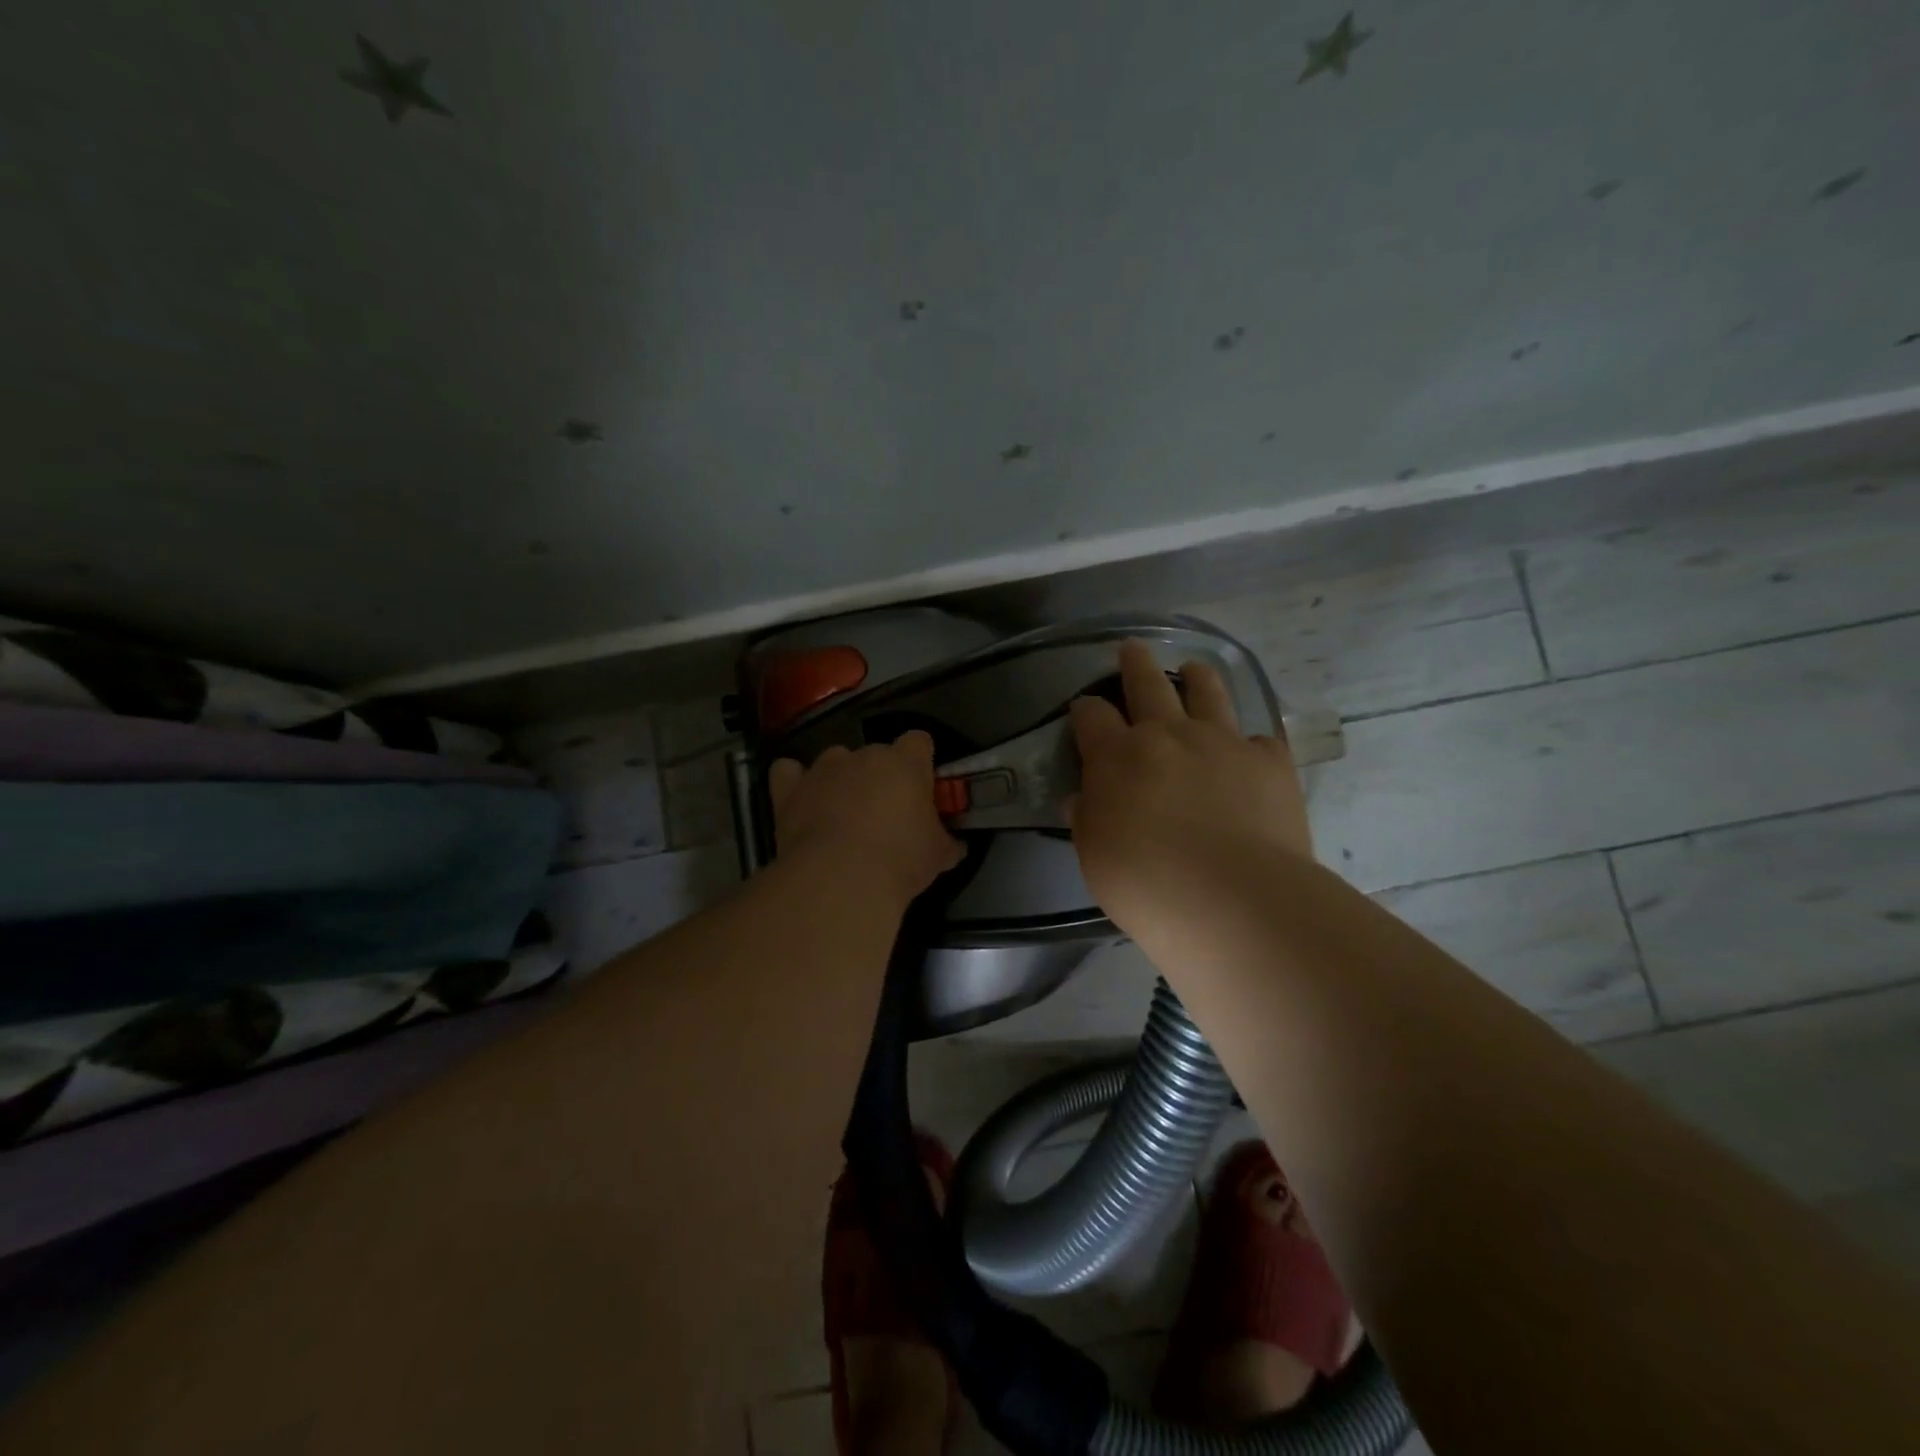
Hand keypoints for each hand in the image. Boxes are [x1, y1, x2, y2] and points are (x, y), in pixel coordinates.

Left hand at [769, 731, 963, 904]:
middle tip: (886, 811)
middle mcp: (864, 755)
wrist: (841, 879)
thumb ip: (947, 843)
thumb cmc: (900, 860)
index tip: (922, 786)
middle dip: (881, 775)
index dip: (921, 761)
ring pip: (835, 759)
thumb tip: (957, 846)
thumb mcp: (938, 856)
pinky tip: (800, 798)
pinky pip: (788, 772)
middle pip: (876, 753)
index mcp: (905, 762)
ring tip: (842, 811)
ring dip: (841, 778)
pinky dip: (794, 781)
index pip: (919, 741)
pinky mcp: (790, 788)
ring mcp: (824, 769)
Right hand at [1069, 640, 1312, 933]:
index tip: (1084, 711)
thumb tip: (1082, 799)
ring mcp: (1222, 741)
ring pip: (1207, 692)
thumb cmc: (1148, 885)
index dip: (1085, 709)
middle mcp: (1167, 734)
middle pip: (1147, 683)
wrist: (1234, 898)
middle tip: (1132, 648)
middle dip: (1135, 663)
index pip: (1092, 715)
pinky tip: (1249, 752)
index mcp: (1117, 756)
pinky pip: (1258, 738)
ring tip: (1194, 669)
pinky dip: (1249, 742)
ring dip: (1197, 677)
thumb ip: (1088, 821)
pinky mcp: (1268, 759)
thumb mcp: (1096, 859)